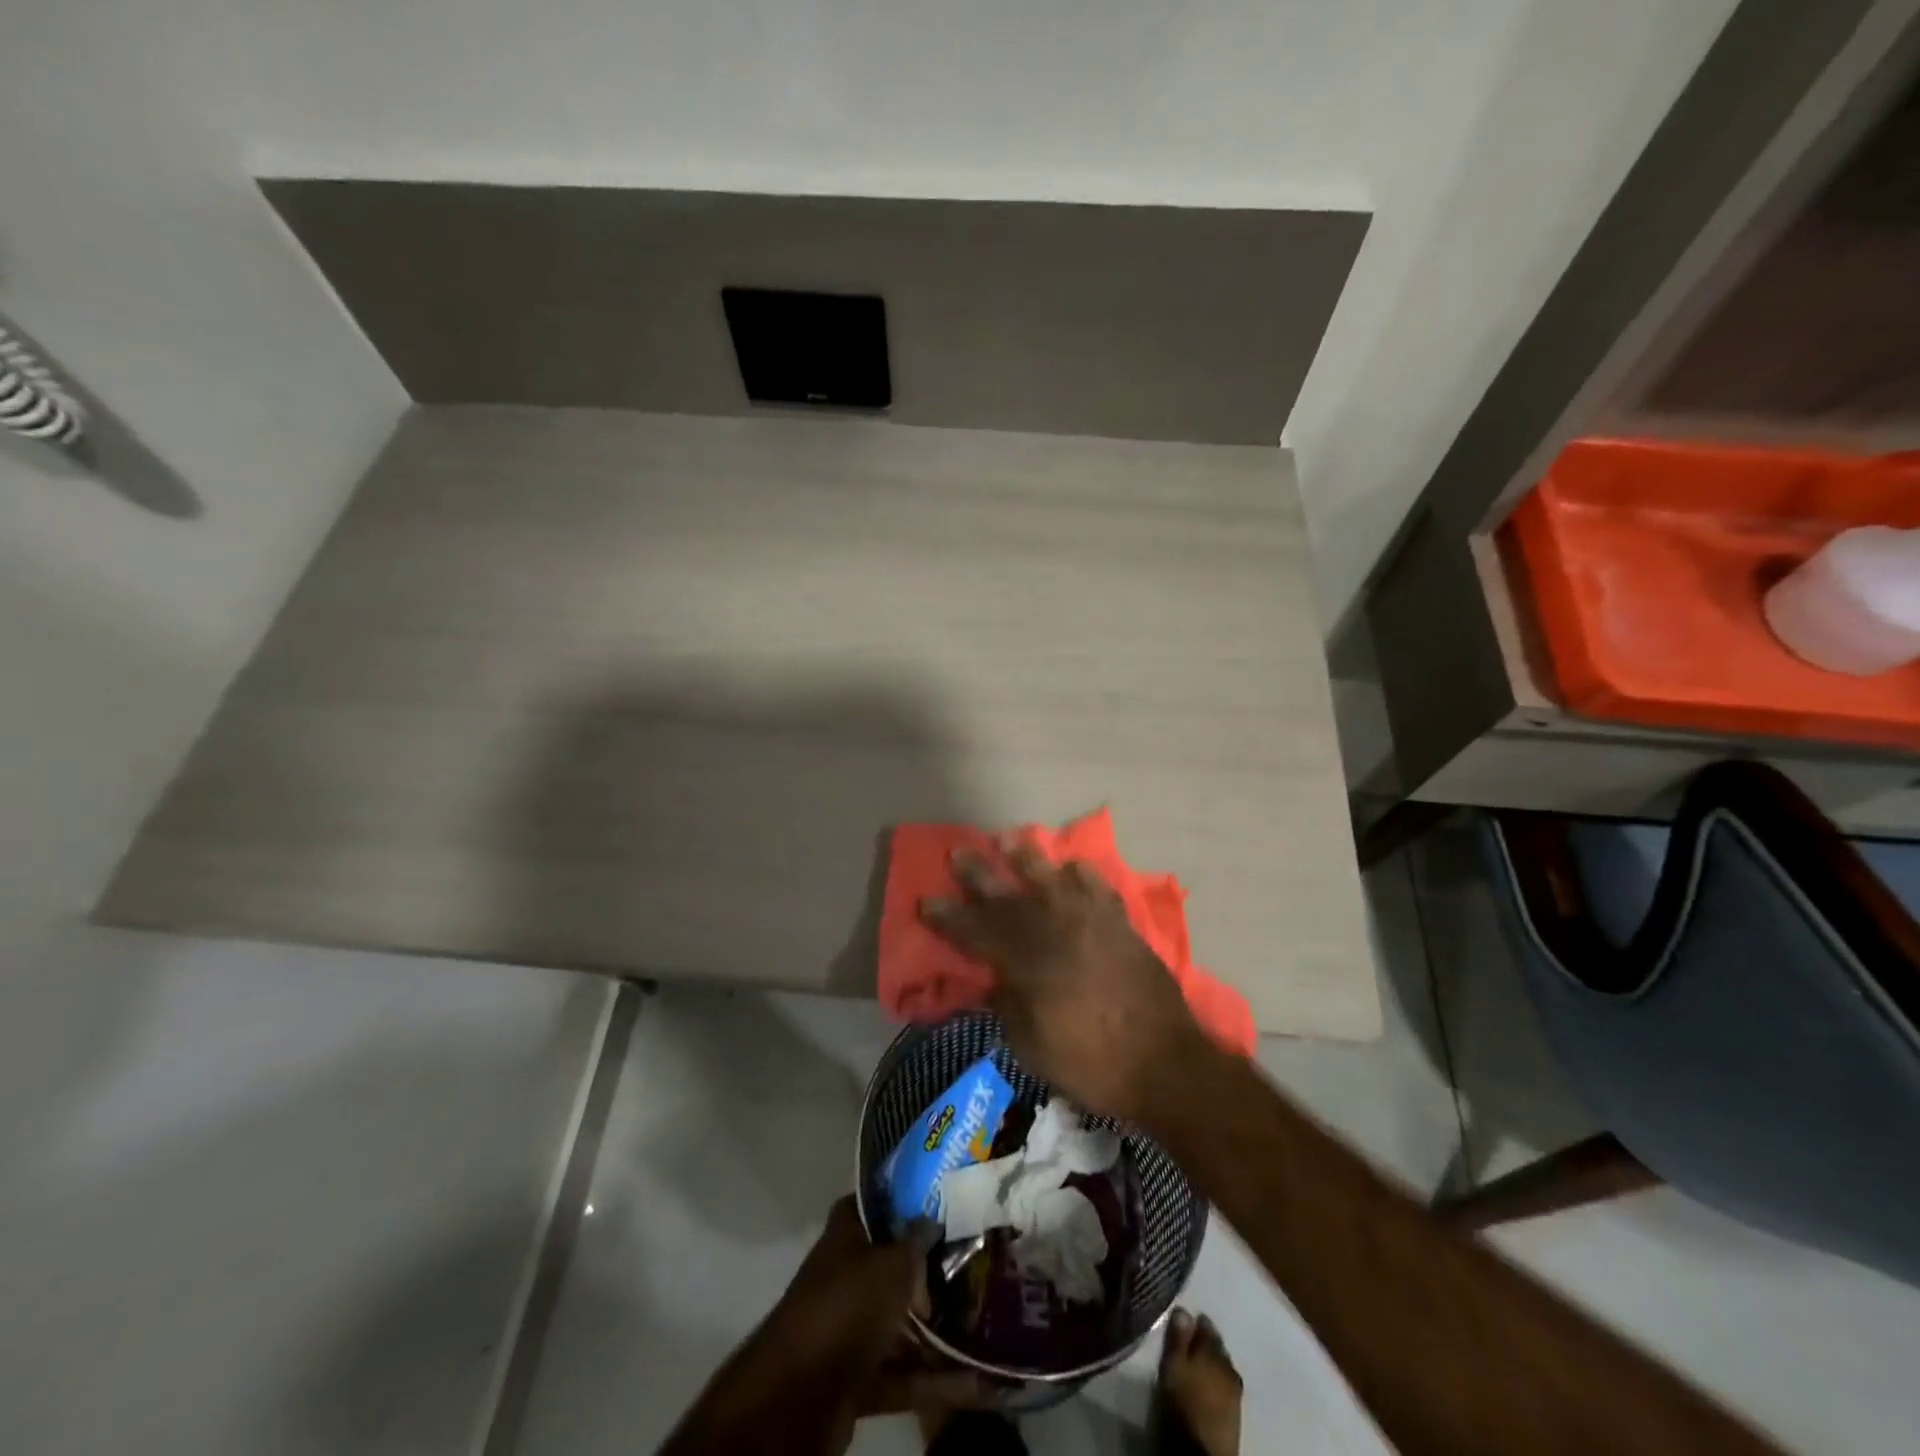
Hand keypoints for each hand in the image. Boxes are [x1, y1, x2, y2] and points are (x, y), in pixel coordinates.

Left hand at [762, 1200, 983, 1437]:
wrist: (799, 1396)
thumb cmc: (847, 1305)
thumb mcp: (891, 1264)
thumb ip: (915, 1241)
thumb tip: (931, 1220)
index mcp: (845, 1235)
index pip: (874, 1204)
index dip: (903, 1199)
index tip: (940, 1201)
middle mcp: (845, 1275)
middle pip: (891, 1265)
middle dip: (928, 1270)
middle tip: (973, 1266)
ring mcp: (849, 1327)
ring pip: (898, 1322)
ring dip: (935, 1330)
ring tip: (982, 1326)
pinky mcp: (856, 1377)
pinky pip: (901, 1373)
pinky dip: (933, 1379)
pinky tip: (976, 1383)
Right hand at [919, 840, 1215, 1124]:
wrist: (1163, 1062)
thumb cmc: (1090, 1063)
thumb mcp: (1031, 1045)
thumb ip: (1007, 1004)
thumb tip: (994, 978)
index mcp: (1028, 961)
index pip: (977, 931)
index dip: (949, 917)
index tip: (926, 901)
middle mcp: (1055, 930)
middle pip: (1009, 896)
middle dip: (979, 875)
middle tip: (957, 853)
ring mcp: (1091, 922)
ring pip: (1052, 878)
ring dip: (1026, 858)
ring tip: (1008, 839)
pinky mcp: (1120, 924)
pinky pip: (1098, 888)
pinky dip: (1082, 874)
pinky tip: (1071, 866)